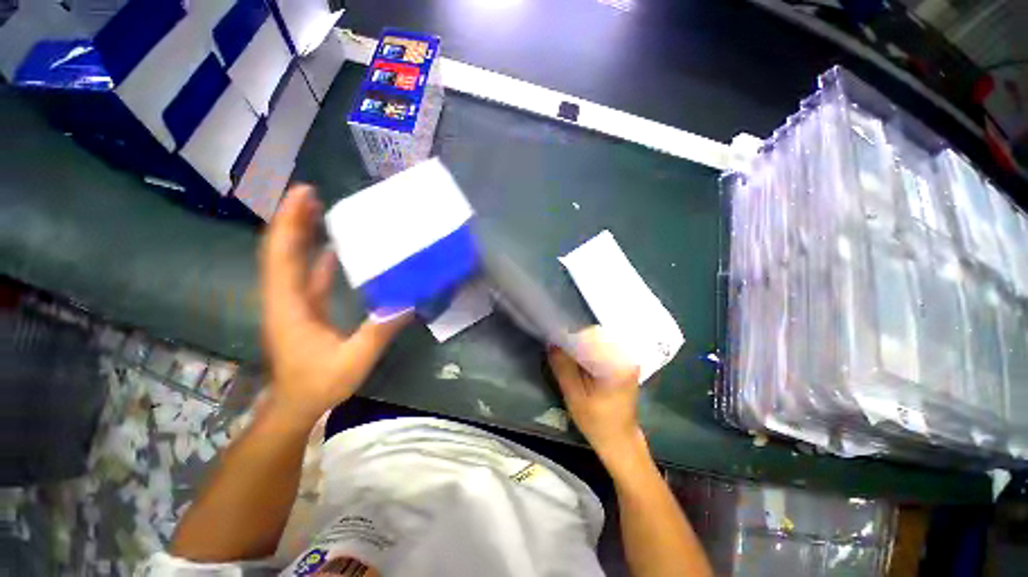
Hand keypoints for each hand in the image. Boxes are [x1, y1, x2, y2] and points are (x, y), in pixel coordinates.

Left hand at [260, 184, 408, 425]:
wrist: (295, 405)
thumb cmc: (318, 384)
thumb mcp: (353, 361)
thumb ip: (379, 332)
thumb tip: (407, 303)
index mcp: (290, 306)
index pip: (283, 256)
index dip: (290, 222)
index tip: (303, 194)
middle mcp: (285, 298)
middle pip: (282, 250)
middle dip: (293, 219)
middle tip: (312, 193)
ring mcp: (293, 303)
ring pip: (292, 261)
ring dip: (301, 234)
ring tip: (319, 210)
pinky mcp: (303, 310)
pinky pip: (306, 275)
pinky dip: (316, 257)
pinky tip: (334, 249)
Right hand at [547, 327, 645, 468]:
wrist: (620, 441)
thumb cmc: (597, 422)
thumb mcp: (574, 396)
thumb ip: (563, 367)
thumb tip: (551, 342)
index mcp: (618, 363)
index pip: (592, 334)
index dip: (572, 334)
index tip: (557, 341)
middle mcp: (626, 356)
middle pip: (596, 335)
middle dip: (576, 339)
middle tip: (560, 347)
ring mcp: (627, 359)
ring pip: (599, 340)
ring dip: (581, 345)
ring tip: (567, 353)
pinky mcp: (623, 363)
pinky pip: (603, 348)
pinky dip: (588, 351)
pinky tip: (579, 360)